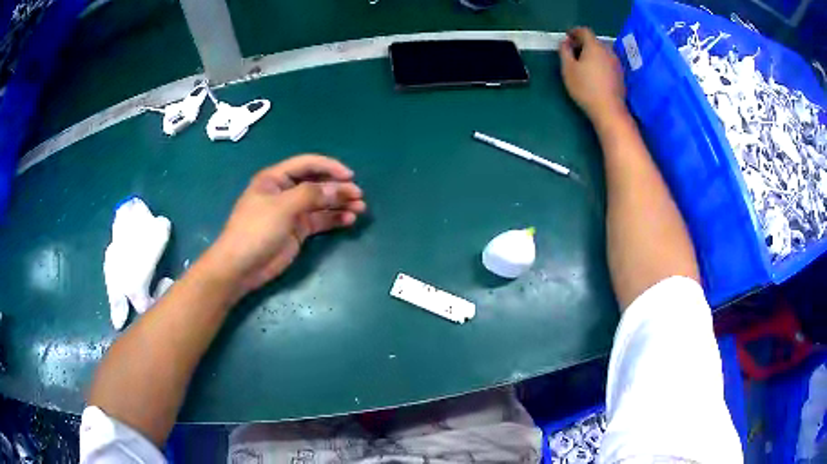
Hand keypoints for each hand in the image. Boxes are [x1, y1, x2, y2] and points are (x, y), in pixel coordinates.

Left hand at [206, 154, 366, 293]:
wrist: (241, 267)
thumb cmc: (256, 230)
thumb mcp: (282, 207)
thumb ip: (310, 194)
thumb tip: (338, 189)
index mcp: (275, 178)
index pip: (307, 164)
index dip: (329, 167)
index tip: (350, 176)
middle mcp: (286, 191)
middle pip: (317, 183)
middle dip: (338, 187)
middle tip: (358, 195)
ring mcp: (292, 212)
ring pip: (321, 202)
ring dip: (340, 203)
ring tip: (360, 208)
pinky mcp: (298, 230)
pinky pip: (320, 220)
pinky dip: (334, 219)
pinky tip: (349, 220)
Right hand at [560, 27, 626, 123]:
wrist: (609, 110)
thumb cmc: (585, 87)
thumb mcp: (568, 68)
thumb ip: (564, 51)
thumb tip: (565, 42)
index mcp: (594, 46)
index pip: (584, 31)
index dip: (574, 31)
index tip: (567, 36)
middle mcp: (608, 50)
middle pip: (595, 41)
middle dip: (584, 43)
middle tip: (574, 50)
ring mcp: (617, 63)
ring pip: (603, 51)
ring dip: (593, 53)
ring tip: (584, 62)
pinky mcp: (621, 74)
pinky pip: (608, 62)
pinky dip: (601, 62)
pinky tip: (595, 72)